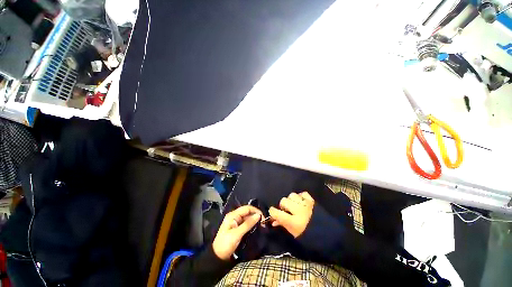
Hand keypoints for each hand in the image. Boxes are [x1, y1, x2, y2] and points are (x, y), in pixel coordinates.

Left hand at [212, 205, 261, 260]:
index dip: (255, 211)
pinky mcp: (237, 227)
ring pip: (247, 217)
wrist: (217, 257)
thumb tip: (258, 215)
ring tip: (261, 225)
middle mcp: (234, 216)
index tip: (263, 218)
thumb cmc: (226, 245)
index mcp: (233, 215)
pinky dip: (251, 224)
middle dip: (256, 215)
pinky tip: (256, 227)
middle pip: (247, 212)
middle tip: (263, 223)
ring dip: (254, 220)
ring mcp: (235, 222)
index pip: (247, 208)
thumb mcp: (237, 234)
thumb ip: (248, 224)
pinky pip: (246, 222)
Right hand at [269, 192, 314, 237]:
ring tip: (294, 205)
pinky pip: (302, 193)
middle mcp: (299, 210)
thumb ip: (283, 225)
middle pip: (284, 201)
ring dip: (291, 200)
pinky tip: (301, 201)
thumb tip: (273, 221)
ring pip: (292, 195)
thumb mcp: (295, 234)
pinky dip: (300, 196)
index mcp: (294, 222)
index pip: (277, 213)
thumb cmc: (310, 237)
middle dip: (283, 205)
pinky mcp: (312, 200)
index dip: (272, 212)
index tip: (272, 212)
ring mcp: (306, 204)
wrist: (330, 235)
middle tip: (286, 210)